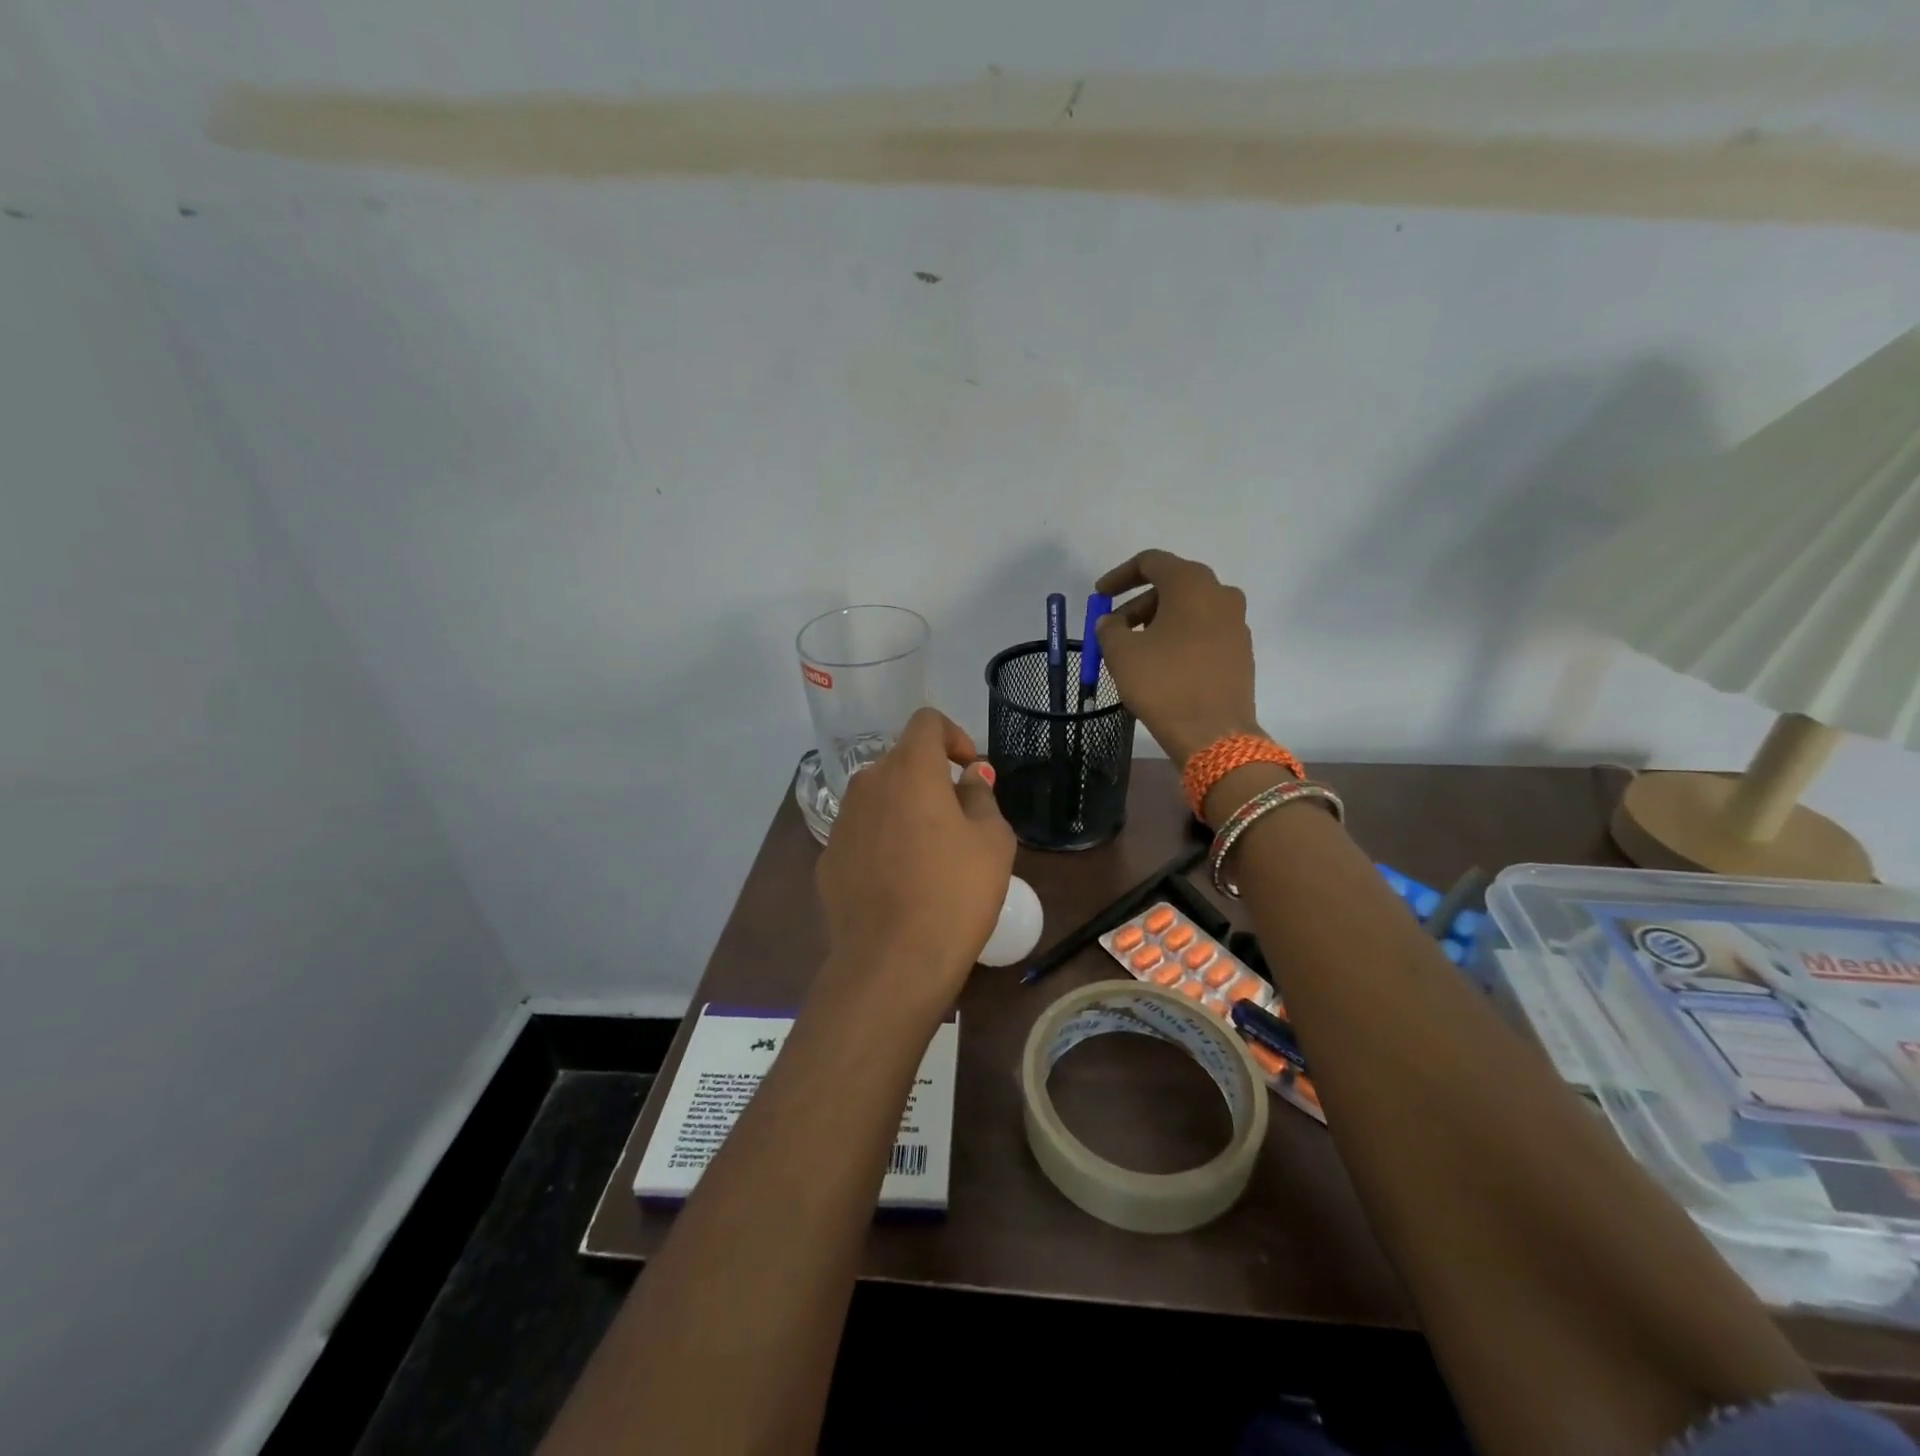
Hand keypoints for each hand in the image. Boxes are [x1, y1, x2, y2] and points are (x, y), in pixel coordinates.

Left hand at [814, 708, 1015, 1015]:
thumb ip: (982, 797)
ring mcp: (842, 821)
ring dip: (906, 809)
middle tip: (959, 819)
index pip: (927, 721)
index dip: (954, 735)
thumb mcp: (992, 841)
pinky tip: (900, 882)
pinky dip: (883, 840)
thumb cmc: (954, 894)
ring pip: (880, 797)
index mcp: (910, 769)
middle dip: (932, 779)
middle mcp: (868, 784)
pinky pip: (863, 832)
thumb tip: (969, 778)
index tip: (970, 770)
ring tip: (930, 854)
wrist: (892, 962)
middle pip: (902, 761)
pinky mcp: (828, 857)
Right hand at [1094, 550, 1259, 766]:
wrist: (1214, 734)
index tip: (1099, 595)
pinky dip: (1179, 637)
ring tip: (1134, 650)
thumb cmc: (1163, 684)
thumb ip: (1109, 628)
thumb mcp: (1121, 653)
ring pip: (1189, 610)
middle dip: (1138, 603)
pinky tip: (1161, 664)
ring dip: (1158, 622)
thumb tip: (1112, 622)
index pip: (1151, 562)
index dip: (1120, 576)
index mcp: (1191, 584)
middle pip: (1172, 585)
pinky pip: (1204, 631)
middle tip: (1114, 628)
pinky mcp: (1240, 650)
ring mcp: (1236, 623)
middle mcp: (1220, 594)